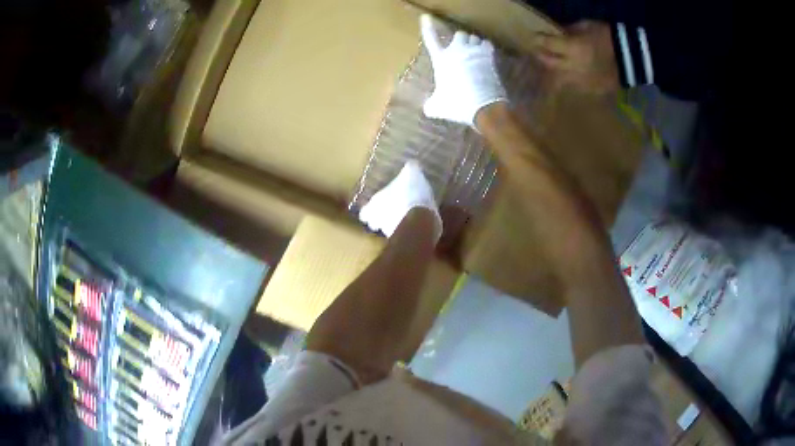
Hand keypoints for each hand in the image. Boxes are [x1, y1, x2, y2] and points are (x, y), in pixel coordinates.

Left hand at [359, 160, 442, 241]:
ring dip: (394, 224)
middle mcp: (378, 220)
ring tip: (404, 218)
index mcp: (375, 203)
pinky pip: (402, 234)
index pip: (364, 212)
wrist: (420, 220)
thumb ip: (410, 169)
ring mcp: (390, 232)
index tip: (375, 208)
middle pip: (375, 223)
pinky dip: (406, 230)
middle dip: (381, 219)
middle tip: (391, 212)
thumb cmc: (410, 194)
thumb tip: (412, 163)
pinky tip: (415, 224)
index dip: (370, 210)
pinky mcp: (405, 240)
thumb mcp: (412, 175)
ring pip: (388, 229)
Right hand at [420, 14, 506, 127]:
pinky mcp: (488, 57)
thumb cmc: (457, 104)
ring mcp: (473, 52)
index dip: (428, 28)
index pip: (431, 40)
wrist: (482, 106)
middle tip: (462, 50)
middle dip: (460, 40)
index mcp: (441, 60)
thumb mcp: (437, 107)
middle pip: (459, 34)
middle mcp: (456, 51)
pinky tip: (485, 55)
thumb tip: (427, 107)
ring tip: (474, 53)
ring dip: (474, 43)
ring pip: (474, 38)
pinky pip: (487, 45)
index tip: (426, 18)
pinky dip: (485, 48)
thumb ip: (430, 104)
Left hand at [533, 21, 619, 94]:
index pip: (548, 44)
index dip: (539, 39)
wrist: (632, 60)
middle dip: (541, 56)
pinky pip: (574, 86)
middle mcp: (573, 67)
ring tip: (553, 65)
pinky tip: (570, 74)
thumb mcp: (588, 26)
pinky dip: (569, 79)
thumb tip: (560, 34)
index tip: (535, 37)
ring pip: (560, 78)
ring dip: (554, 70)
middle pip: (549, 63)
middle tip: (538, 51)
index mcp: (573, 48)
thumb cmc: (610, 37)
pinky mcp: (591, 90)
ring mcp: (582, 81)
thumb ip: (571, 31)